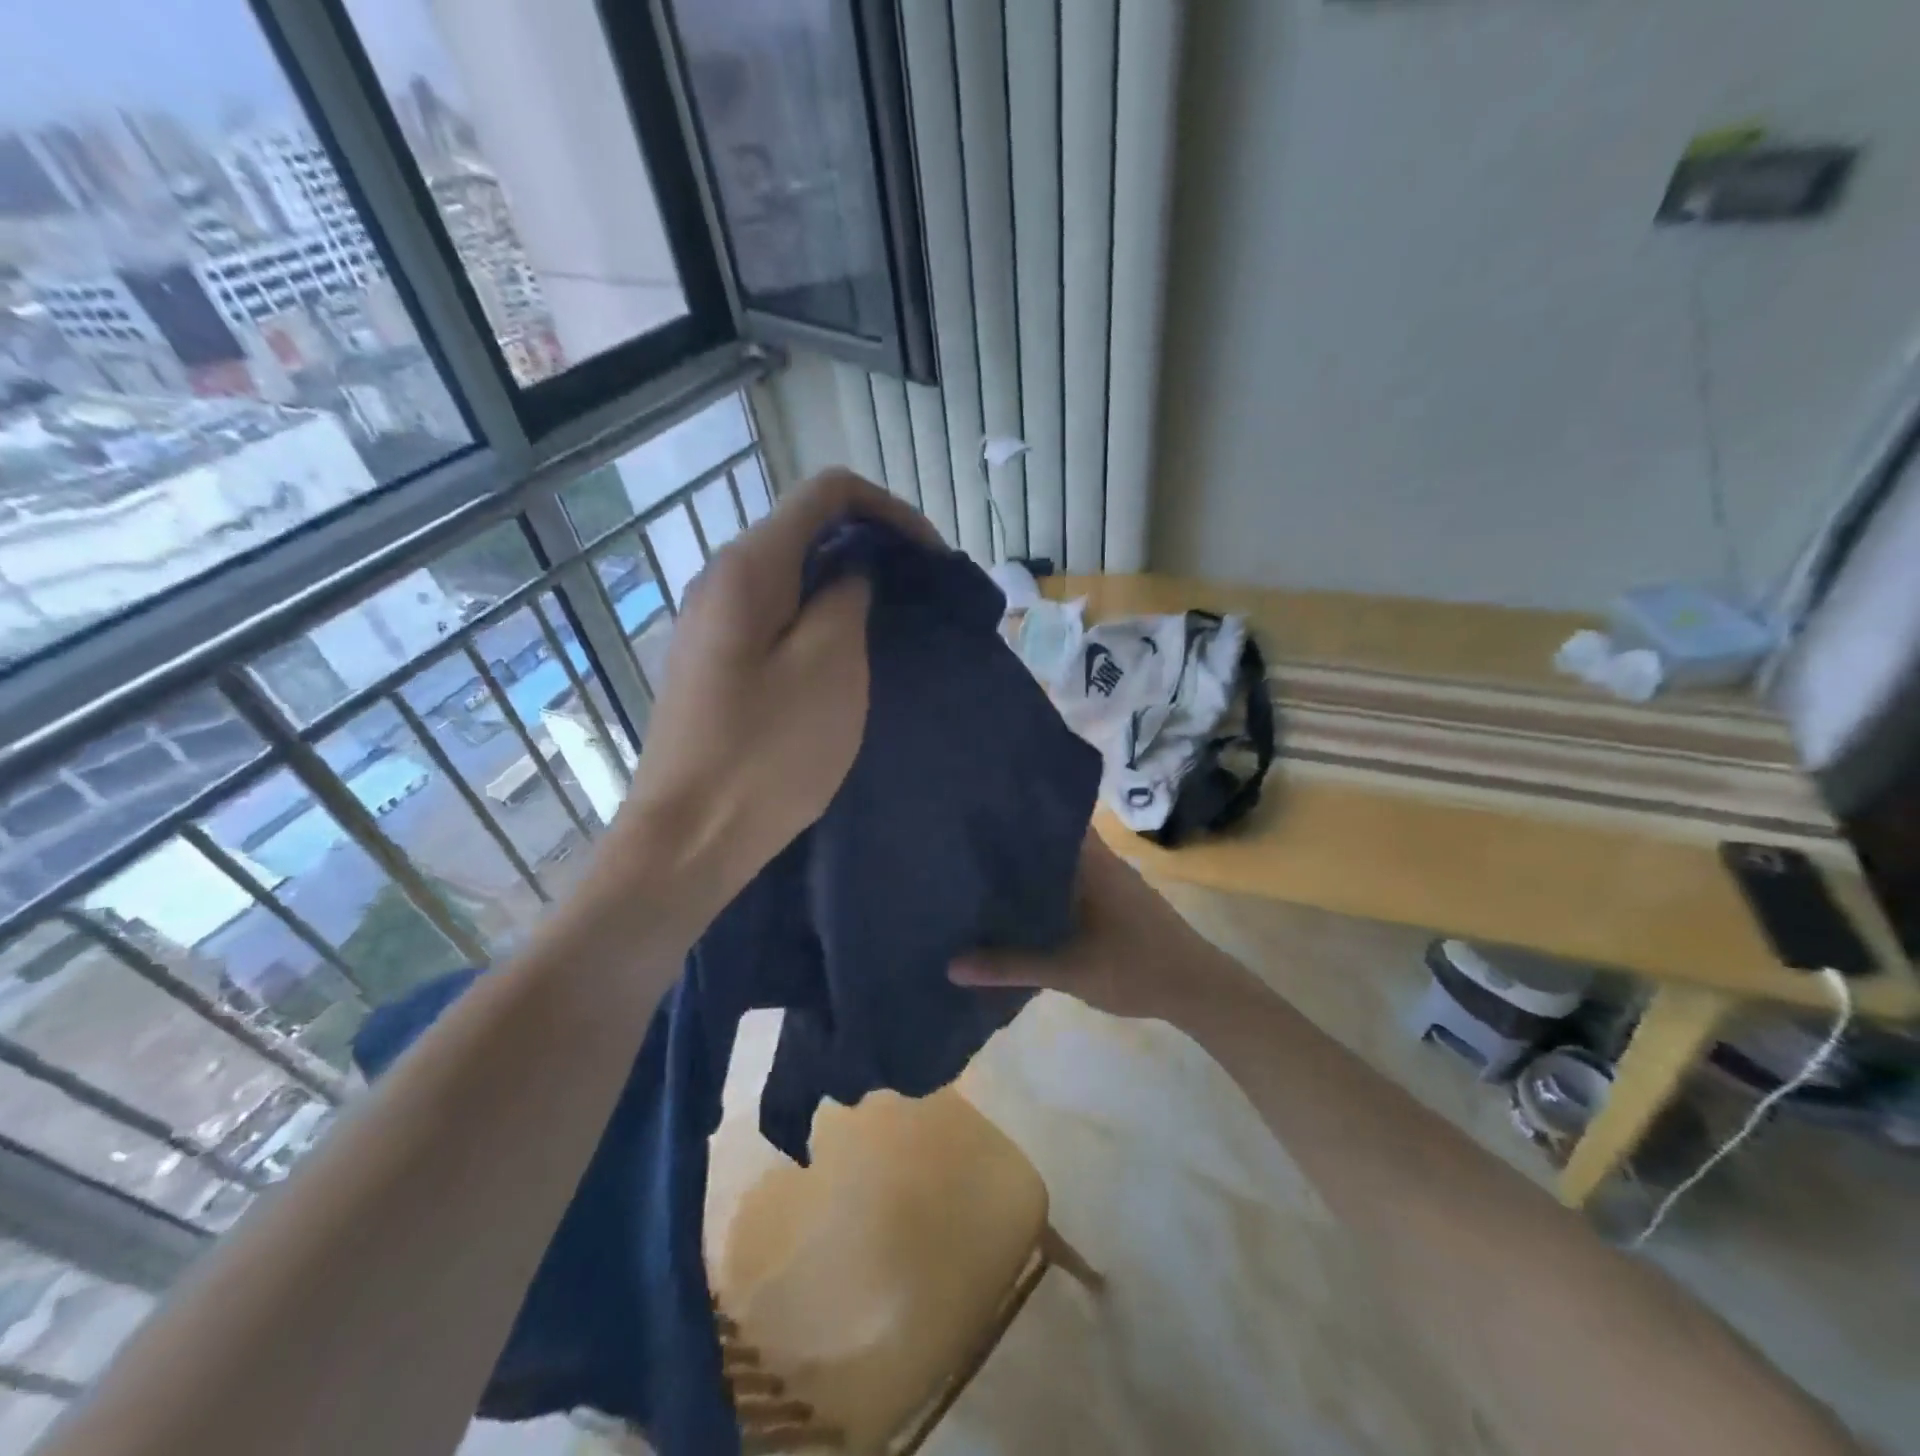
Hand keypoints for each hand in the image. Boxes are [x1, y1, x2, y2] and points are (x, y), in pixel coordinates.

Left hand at [615, 467, 938, 902]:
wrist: (687, 837)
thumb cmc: (767, 753)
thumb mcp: (830, 666)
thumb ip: (847, 597)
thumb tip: (852, 571)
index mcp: (749, 566)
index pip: (827, 493)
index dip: (889, 511)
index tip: (930, 558)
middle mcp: (721, 580)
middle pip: (807, 531)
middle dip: (870, 549)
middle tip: (917, 596)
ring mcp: (711, 623)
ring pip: (792, 577)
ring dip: (845, 588)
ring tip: (888, 627)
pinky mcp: (713, 663)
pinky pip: (774, 617)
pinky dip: (817, 620)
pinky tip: (842, 659)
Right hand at [949, 832, 1250, 1024]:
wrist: (1198, 989)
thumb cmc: (1134, 967)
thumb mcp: (1067, 969)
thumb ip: (1010, 965)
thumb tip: (951, 965)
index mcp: (1090, 861)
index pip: (1050, 818)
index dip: (1015, 813)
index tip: (977, 812)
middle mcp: (1101, 861)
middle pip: (1051, 841)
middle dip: (1015, 844)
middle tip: (967, 847)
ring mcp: (1112, 881)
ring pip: (1063, 864)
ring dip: (1033, 869)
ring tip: (985, 874)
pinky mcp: (1117, 902)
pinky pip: (1075, 884)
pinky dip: (1050, 889)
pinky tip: (1026, 907)